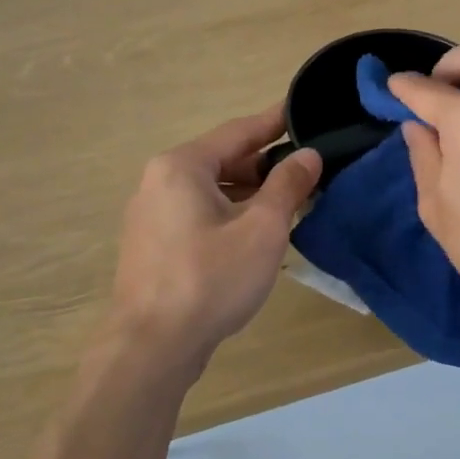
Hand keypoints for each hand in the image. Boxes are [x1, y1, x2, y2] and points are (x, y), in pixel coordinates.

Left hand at [105, 103, 320, 380]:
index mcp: (182, 166)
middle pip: (223, 160)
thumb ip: (287, 185)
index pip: (238, 131)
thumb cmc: (211, 279)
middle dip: (266, 164)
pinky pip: (198, 214)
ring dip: (250, 193)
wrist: (152, 347)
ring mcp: (151, 215)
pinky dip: (229, 214)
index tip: (303, 111)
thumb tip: (308, 155)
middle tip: (308, 167)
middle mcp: (159, 181)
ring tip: (291, 200)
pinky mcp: (153, 245)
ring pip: (211, 190)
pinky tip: (257, 231)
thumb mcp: (262, 228)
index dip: (275, 122)